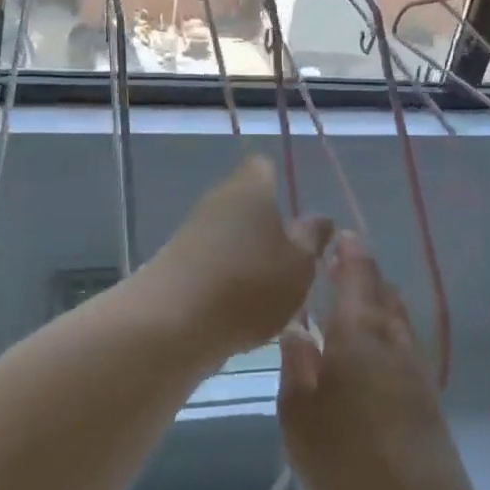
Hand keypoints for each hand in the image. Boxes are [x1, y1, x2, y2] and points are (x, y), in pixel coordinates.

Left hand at [139, 157, 332, 361]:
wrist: (170, 322)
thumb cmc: (248, 284)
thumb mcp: (298, 264)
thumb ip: (312, 239)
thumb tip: (318, 218)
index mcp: (250, 188)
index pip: (264, 166)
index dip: (281, 183)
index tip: (298, 215)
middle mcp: (217, 200)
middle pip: (247, 204)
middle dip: (268, 229)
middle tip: (294, 264)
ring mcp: (191, 232)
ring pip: (229, 236)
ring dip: (248, 259)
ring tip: (271, 296)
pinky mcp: (175, 264)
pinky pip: (211, 263)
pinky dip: (226, 282)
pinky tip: (240, 312)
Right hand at [278, 233, 481, 489]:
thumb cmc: (347, 462)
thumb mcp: (298, 415)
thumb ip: (295, 365)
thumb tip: (296, 329)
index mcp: (359, 333)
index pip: (358, 274)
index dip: (349, 251)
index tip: (337, 236)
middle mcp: (393, 341)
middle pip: (383, 291)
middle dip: (362, 274)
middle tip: (335, 270)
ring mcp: (417, 370)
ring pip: (398, 318)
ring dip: (377, 303)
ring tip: (349, 307)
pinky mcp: (429, 399)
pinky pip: (405, 346)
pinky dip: (387, 333)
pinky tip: (370, 355)